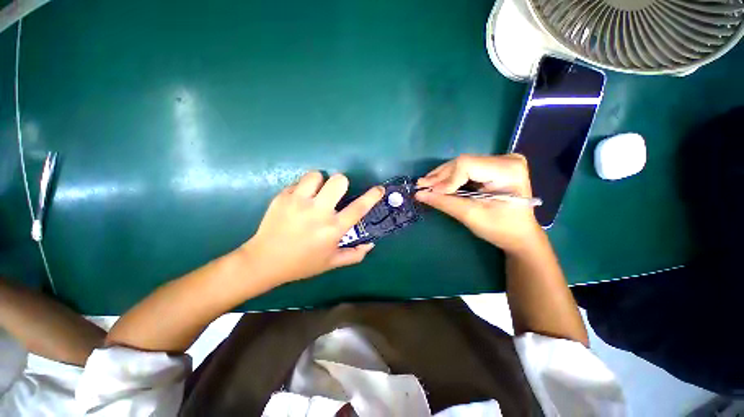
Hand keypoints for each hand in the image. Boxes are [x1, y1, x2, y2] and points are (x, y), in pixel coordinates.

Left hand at [242, 171, 384, 284]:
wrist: (264, 261)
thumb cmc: (302, 263)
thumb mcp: (331, 263)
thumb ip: (354, 255)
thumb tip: (370, 244)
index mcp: (333, 229)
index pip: (358, 208)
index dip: (372, 196)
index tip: (378, 189)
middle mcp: (318, 212)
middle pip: (338, 181)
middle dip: (341, 183)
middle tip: (334, 194)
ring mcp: (298, 202)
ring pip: (317, 175)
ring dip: (320, 183)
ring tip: (315, 194)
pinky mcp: (282, 197)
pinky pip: (299, 182)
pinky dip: (303, 188)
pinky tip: (298, 201)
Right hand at [415, 154, 541, 253]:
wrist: (520, 235)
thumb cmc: (500, 229)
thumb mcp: (471, 216)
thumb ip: (444, 202)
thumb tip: (419, 194)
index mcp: (508, 170)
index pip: (467, 166)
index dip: (446, 179)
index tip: (429, 192)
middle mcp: (506, 159)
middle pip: (463, 163)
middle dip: (441, 177)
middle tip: (421, 186)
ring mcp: (500, 161)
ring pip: (462, 164)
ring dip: (443, 176)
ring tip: (426, 184)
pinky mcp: (493, 167)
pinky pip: (466, 169)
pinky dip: (451, 177)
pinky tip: (438, 183)